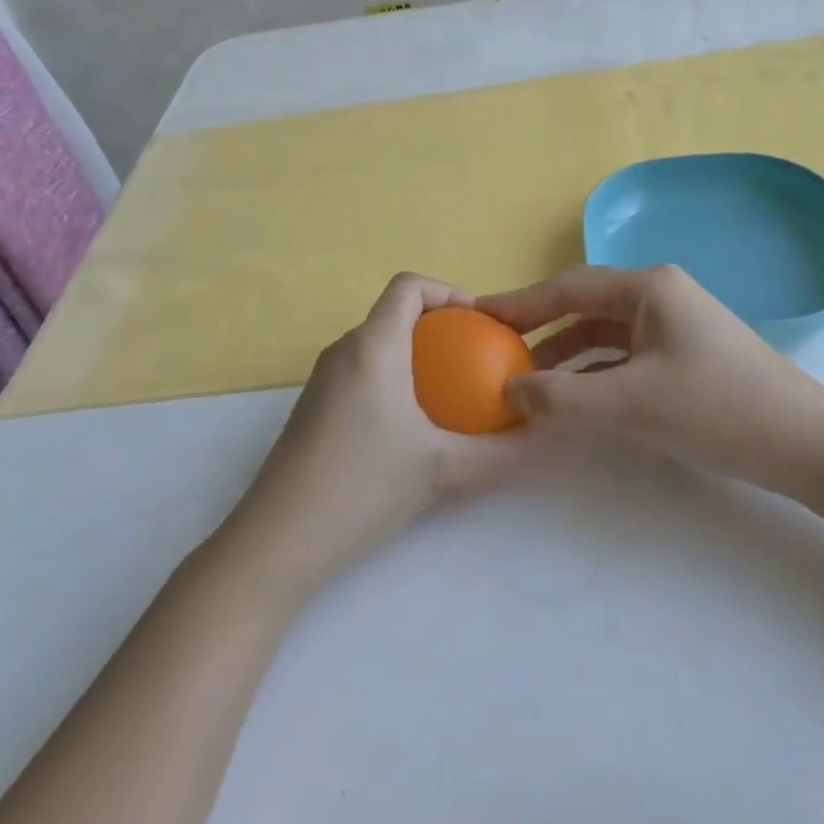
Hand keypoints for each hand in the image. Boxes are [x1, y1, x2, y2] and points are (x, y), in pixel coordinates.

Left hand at [220, 272, 525, 599]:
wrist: (278, 538)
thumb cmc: (363, 487)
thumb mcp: (442, 469)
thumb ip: (500, 453)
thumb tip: (545, 438)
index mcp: (373, 345)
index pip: (408, 285)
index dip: (448, 291)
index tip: (480, 324)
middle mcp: (344, 349)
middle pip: (394, 312)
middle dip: (439, 326)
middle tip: (476, 360)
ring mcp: (323, 377)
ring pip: (377, 343)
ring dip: (416, 354)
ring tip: (451, 392)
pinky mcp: (314, 405)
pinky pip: (362, 370)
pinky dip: (394, 377)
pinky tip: (412, 425)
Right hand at [480, 265, 823, 494]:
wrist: (808, 446)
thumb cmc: (718, 410)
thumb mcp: (631, 405)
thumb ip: (562, 398)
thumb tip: (508, 391)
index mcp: (647, 286)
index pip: (567, 287)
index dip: (520, 302)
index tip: (478, 314)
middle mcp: (658, 294)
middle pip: (583, 305)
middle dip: (539, 328)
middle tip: (494, 349)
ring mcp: (673, 323)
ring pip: (602, 333)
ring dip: (565, 356)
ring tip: (525, 382)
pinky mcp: (683, 353)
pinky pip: (623, 355)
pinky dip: (593, 373)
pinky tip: (571, 397)